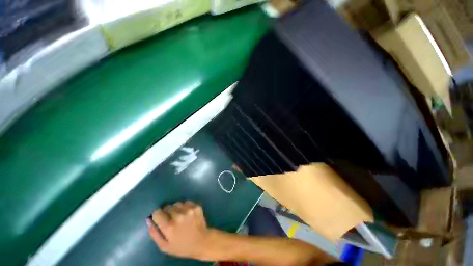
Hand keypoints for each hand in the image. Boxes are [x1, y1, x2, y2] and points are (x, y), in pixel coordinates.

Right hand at [147, 201, 212, 259]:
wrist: (202, 241)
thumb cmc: (181, 246)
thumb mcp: (164, 246)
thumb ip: (154, 233)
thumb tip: (148, 220)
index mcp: (169, 227)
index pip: (157, 212)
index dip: (157, 215)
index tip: (160, 218)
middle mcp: (179, 216)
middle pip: (167, 207)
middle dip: (167, 212)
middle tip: (171, 219)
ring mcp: (189, 210)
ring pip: (177, 203)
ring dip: (176, 208)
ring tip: (180, 216)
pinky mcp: (196, 206)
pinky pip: (186, 202)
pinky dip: (185, 206)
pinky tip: (187, 214)